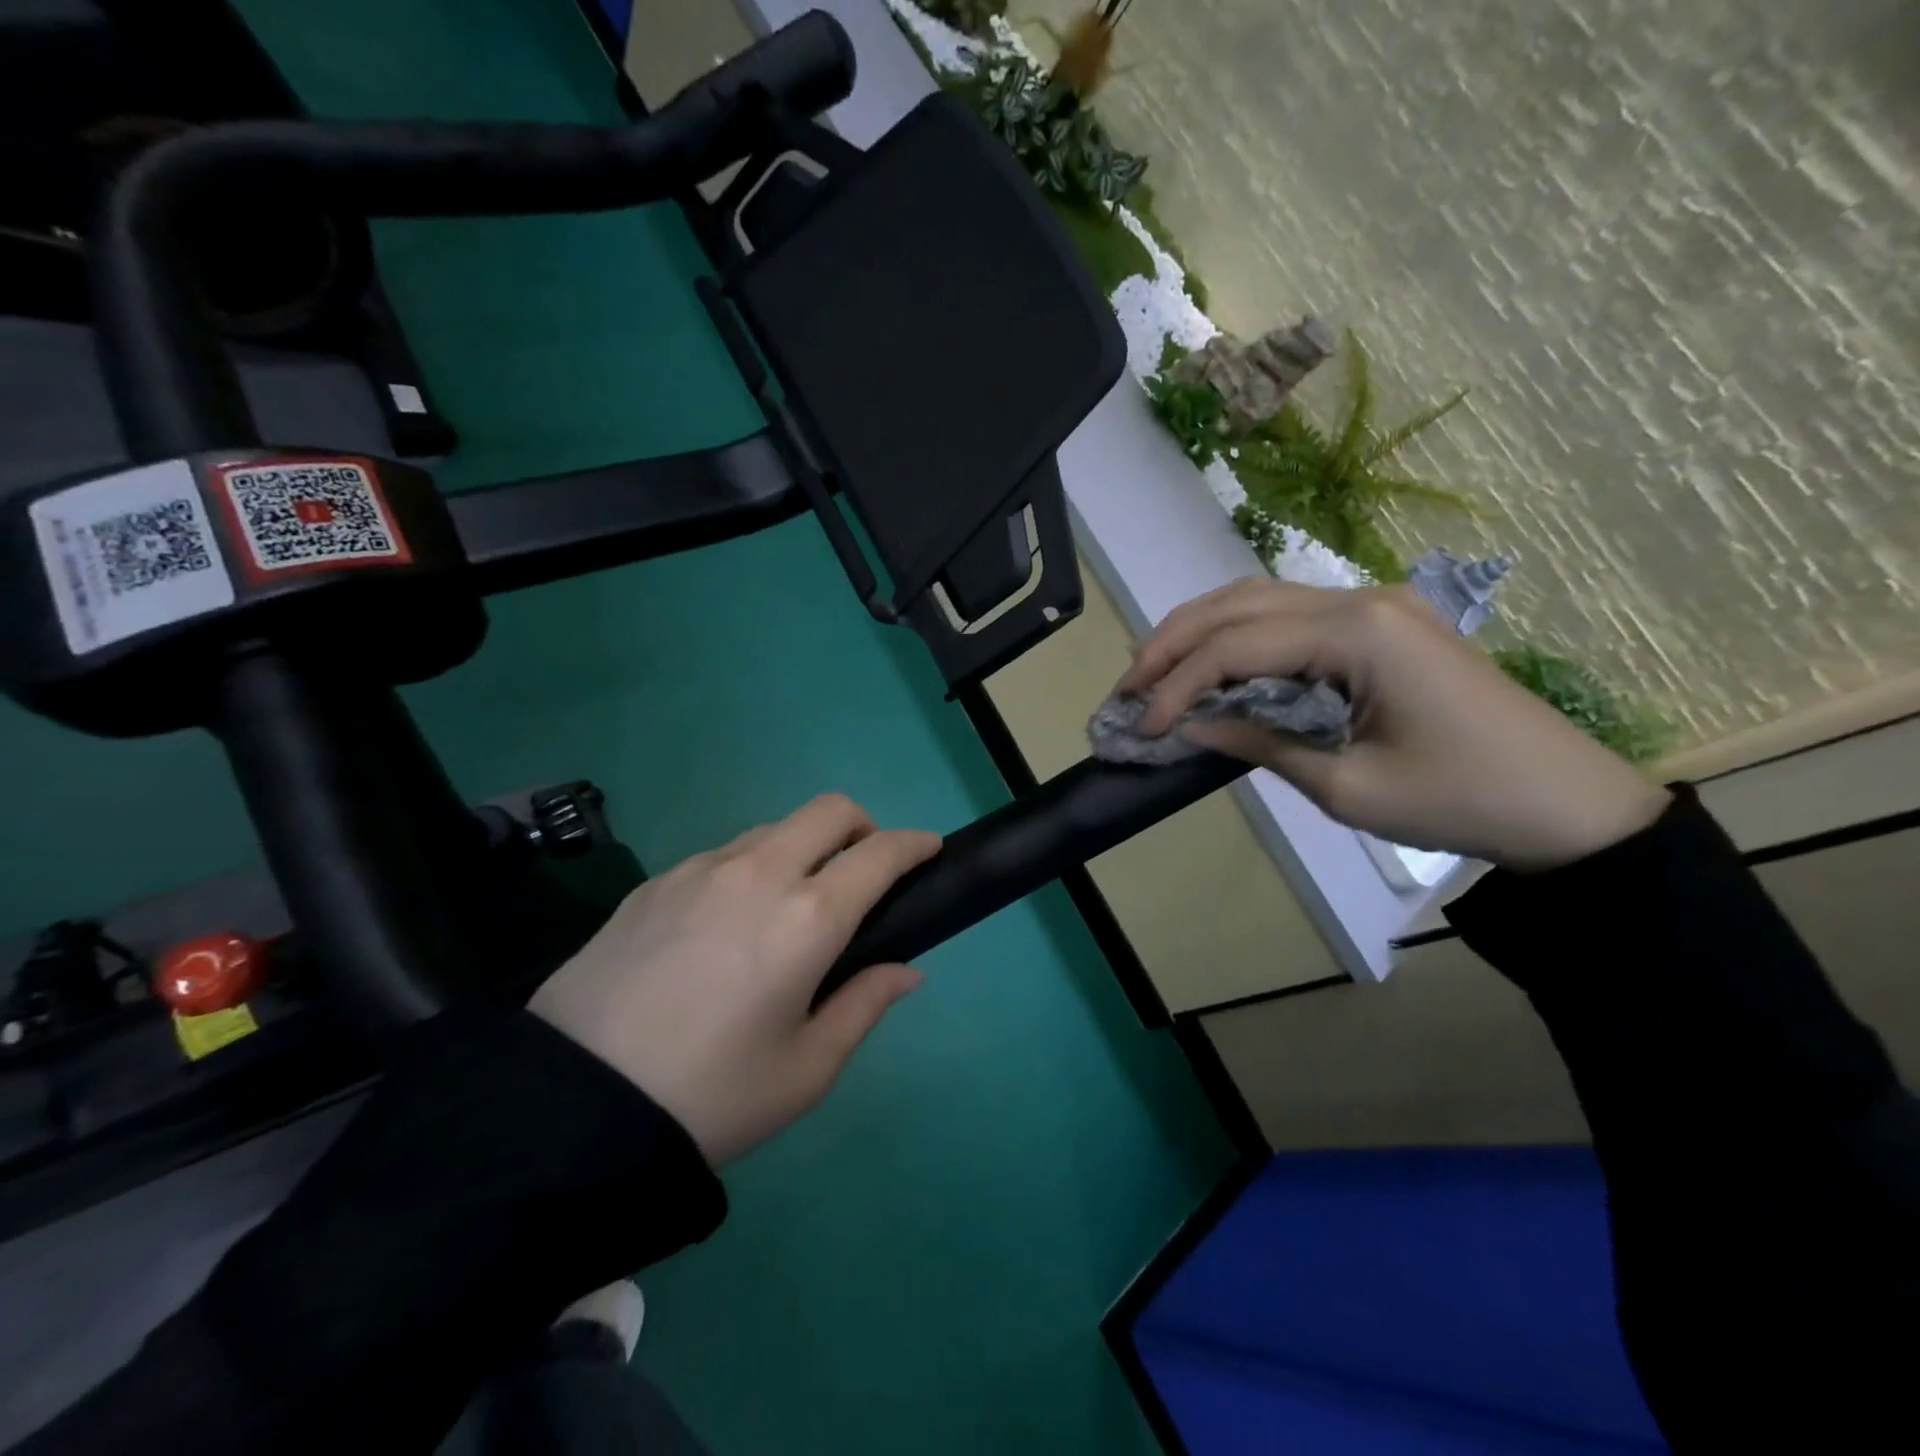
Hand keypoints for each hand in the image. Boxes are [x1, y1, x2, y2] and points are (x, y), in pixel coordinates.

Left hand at [529, 795, 940, 1165]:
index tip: (930, 849)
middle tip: (865, 872)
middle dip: (864, 826)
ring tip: (791, 906)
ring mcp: (701, 869)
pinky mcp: (656, 881)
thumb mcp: (806, 1069)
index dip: (914, 843)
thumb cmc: (710, 1096)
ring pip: (775, 828)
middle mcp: (759, 873)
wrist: (570, 1107)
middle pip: (830, 810)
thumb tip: (906, 970)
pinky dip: (752, 868)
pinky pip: (724, 854)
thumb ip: (865, 1004)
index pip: (880, 853)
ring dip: (804, 847)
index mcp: (808, 918)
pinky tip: (728, 924)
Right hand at [1117, 579, 1669, 871]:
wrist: (1567, 804)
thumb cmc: (1459, 799)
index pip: (1238, 646)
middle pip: (1239, 604)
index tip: (1141, 725)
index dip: (1178, 685)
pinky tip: (1211, 660)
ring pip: (1259, 599)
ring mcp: (1373, 604)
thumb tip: (1190, 725)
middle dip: (1173, 643)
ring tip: (1152, 668)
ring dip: (1200, 630)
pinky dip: (1238, 635)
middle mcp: (1360, 599)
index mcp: (1359, 633)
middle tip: (1127, 684)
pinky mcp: (1380, 623)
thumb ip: (1260, 742)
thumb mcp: (1346, 786)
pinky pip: (1289, 615)